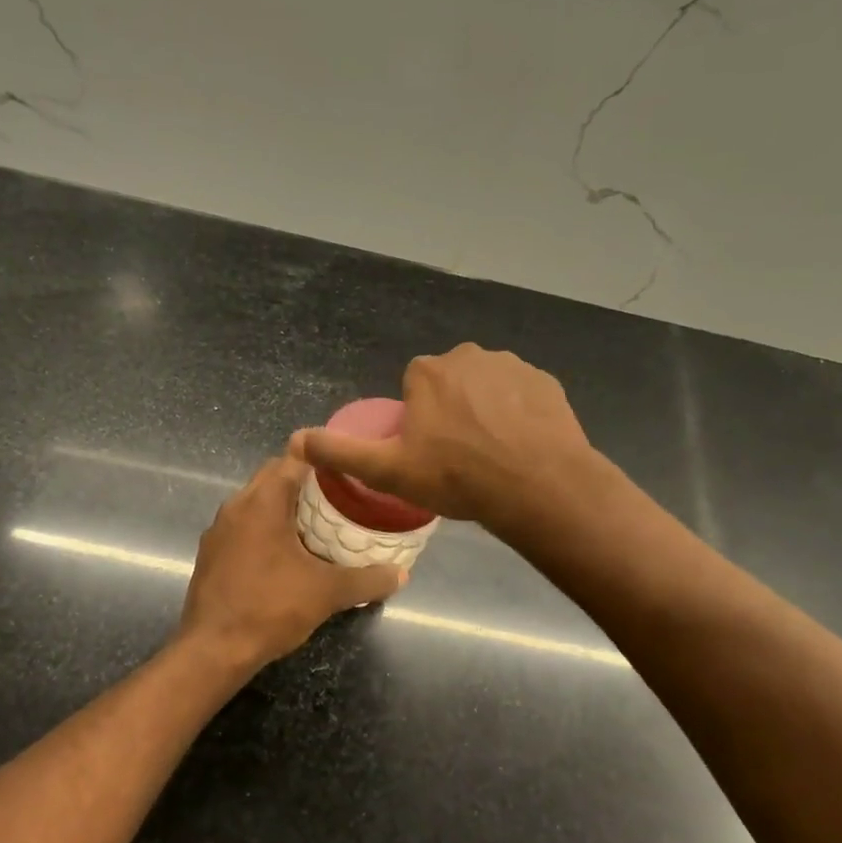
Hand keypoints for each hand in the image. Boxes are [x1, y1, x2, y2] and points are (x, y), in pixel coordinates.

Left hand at [177, 455, 406, 673]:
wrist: (213, 650)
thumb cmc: (270, 608)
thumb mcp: (327, 593)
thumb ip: (367, 580)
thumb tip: (401, 574)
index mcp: (262, 502)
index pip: (293, 457)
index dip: (322, 457)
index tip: (347, 468)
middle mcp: (236, 505)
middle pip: (273, 476)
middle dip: (304, 481)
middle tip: (339, 496)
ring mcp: (218, 529)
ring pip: (255, 501)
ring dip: (283, 505)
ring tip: (316, 523)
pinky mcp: (211, 553)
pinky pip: (243, 525)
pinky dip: (265, 527)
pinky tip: (286, 553)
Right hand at [291, 343, 596, 529]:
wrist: (536, 487)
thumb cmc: (456, 477)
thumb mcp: (388, 470)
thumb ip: (340, 452)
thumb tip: (294, 440)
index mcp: (429, 371)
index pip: (415, 385)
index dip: (419, 416)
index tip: (429, 449)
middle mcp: (469, 355)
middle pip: (451, 381)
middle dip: (453, 409)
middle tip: (460, 455)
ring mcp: (513, 366)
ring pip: (488, 386)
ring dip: (487, 409)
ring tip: (493, 454)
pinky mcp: (547, 382)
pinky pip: (523, 394)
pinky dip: (520, 414)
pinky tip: (522, 446)